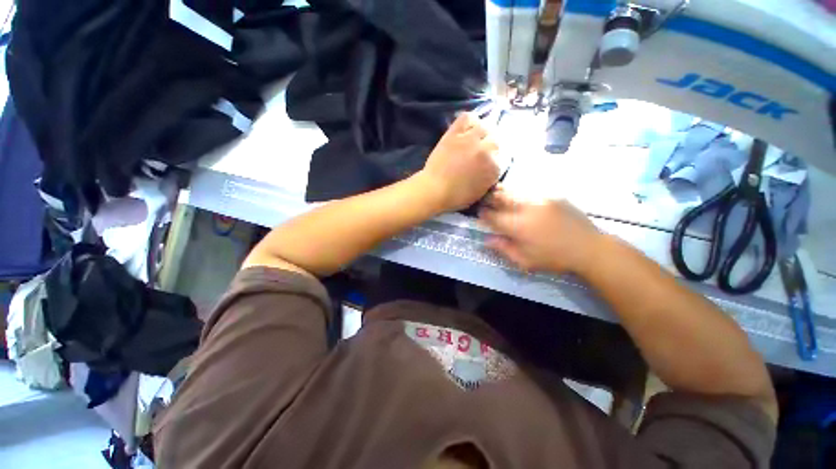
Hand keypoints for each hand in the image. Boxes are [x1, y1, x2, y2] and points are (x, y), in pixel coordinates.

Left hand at [418, 113, 500, 211]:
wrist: (434, 189)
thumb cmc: (456, 197)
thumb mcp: (480, 192)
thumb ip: (490, 178)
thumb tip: (492, 168)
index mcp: (494, 168)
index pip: (503, 156)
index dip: (495, 159)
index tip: (489, 161)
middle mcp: (486, 150)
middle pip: (496, 140)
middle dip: (491, 146)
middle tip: (482, 151)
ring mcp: (470, 139)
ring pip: (485, 126)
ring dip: (483, 132)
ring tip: (476, 138)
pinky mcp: (455, 133)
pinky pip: (467, 117)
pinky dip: (470, 120)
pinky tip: (468, 127)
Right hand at [479, 189, 601, 273]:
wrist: (589, 248)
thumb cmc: (554, 258)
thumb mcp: (525, 261)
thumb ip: (503, 248)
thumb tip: (486, 239)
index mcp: (518, 226)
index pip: (492, 216)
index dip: (483, 214)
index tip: (479, 214)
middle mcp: (526, 208)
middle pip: (501, 197)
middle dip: (489, 198)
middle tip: (484, 200)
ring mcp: (540, 199)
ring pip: (514, 190)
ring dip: (502, 192)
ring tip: (496, 193)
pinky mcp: (552, 195)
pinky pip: (529, 190)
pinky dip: (518, 192)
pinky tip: (517, 196)